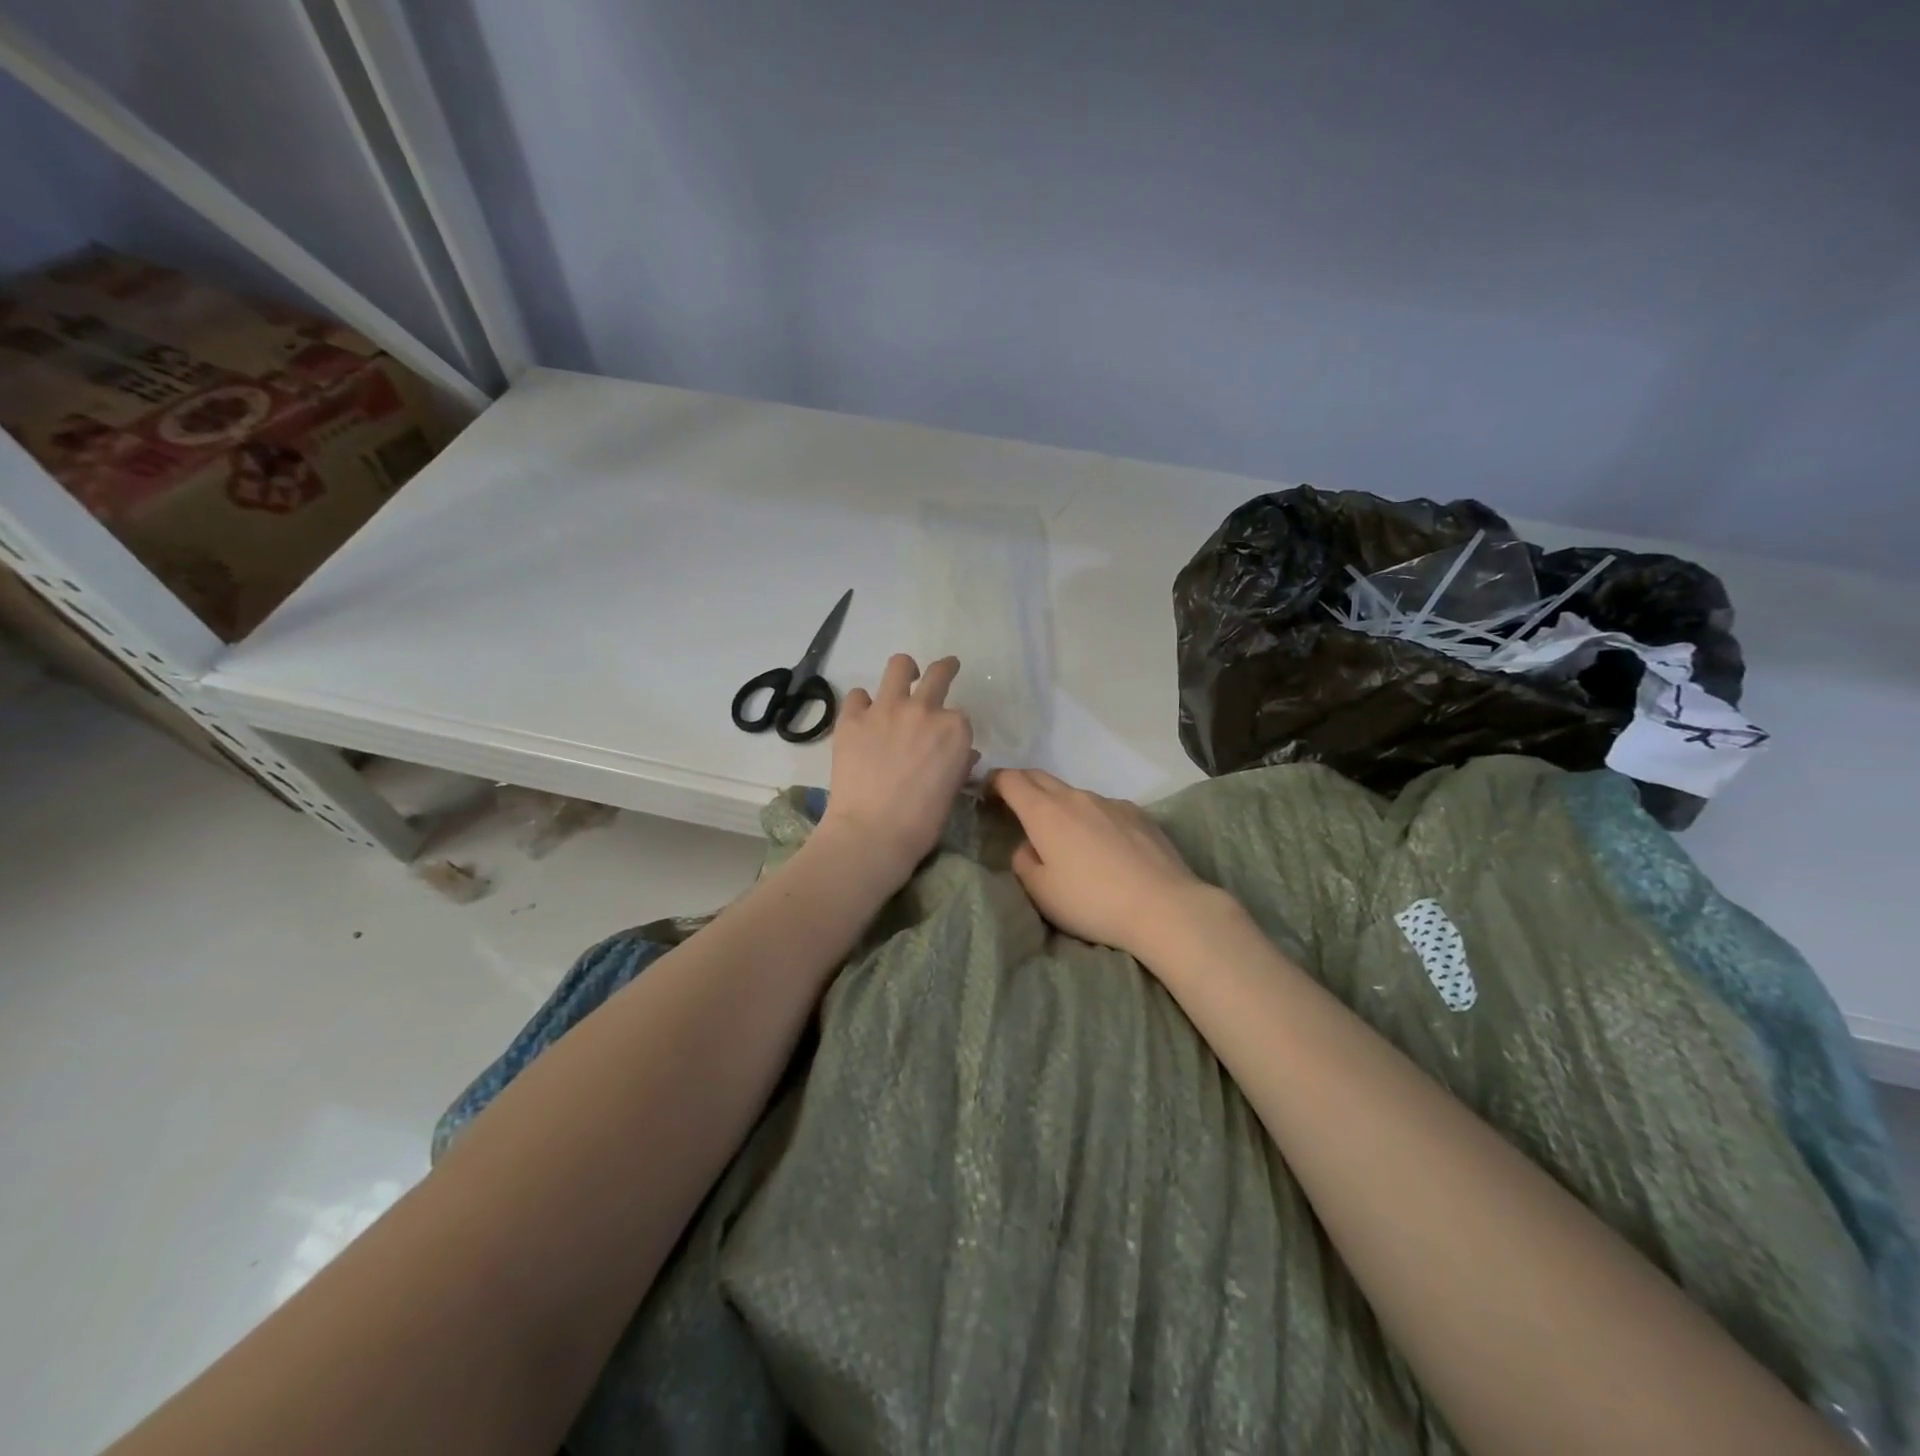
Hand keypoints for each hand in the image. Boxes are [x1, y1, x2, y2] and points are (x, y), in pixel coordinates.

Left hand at [814, 655, 975, 887]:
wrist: (872, 833)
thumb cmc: (921, 822)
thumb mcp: (951, 792)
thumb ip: (960, 764)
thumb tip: (964, 753)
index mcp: (954, 729)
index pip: (959, 715)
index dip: (953, 726)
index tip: (947, 737)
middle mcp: (923, 709)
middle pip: (938, 674)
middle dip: (945, 669)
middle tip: (946, 669)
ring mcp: (885, 709)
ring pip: (899, 666)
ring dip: (904, 670)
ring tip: (903, 678)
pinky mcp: (852, 718)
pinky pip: (858, 695)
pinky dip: (863, 703)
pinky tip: (863, 717)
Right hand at [987, 769, 1215, 962]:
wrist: (1163, 906)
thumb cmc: (1092, 902)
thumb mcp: (1041, 892)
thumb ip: (1024, 861)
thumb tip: (1029, 846)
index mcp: (1045, 813)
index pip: (1011, 780)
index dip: (995, 782)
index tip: (988, 793)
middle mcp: (1076, 797)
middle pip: (1040, 777)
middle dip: (1022, 784)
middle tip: (1015, 806)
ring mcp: (1110, 802)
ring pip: (1074, 794)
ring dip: (1060, 805)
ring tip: (1065, 836)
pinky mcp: (1138, 813)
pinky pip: (1104, 808)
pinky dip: (1092, 818)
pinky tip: (1104, 847)